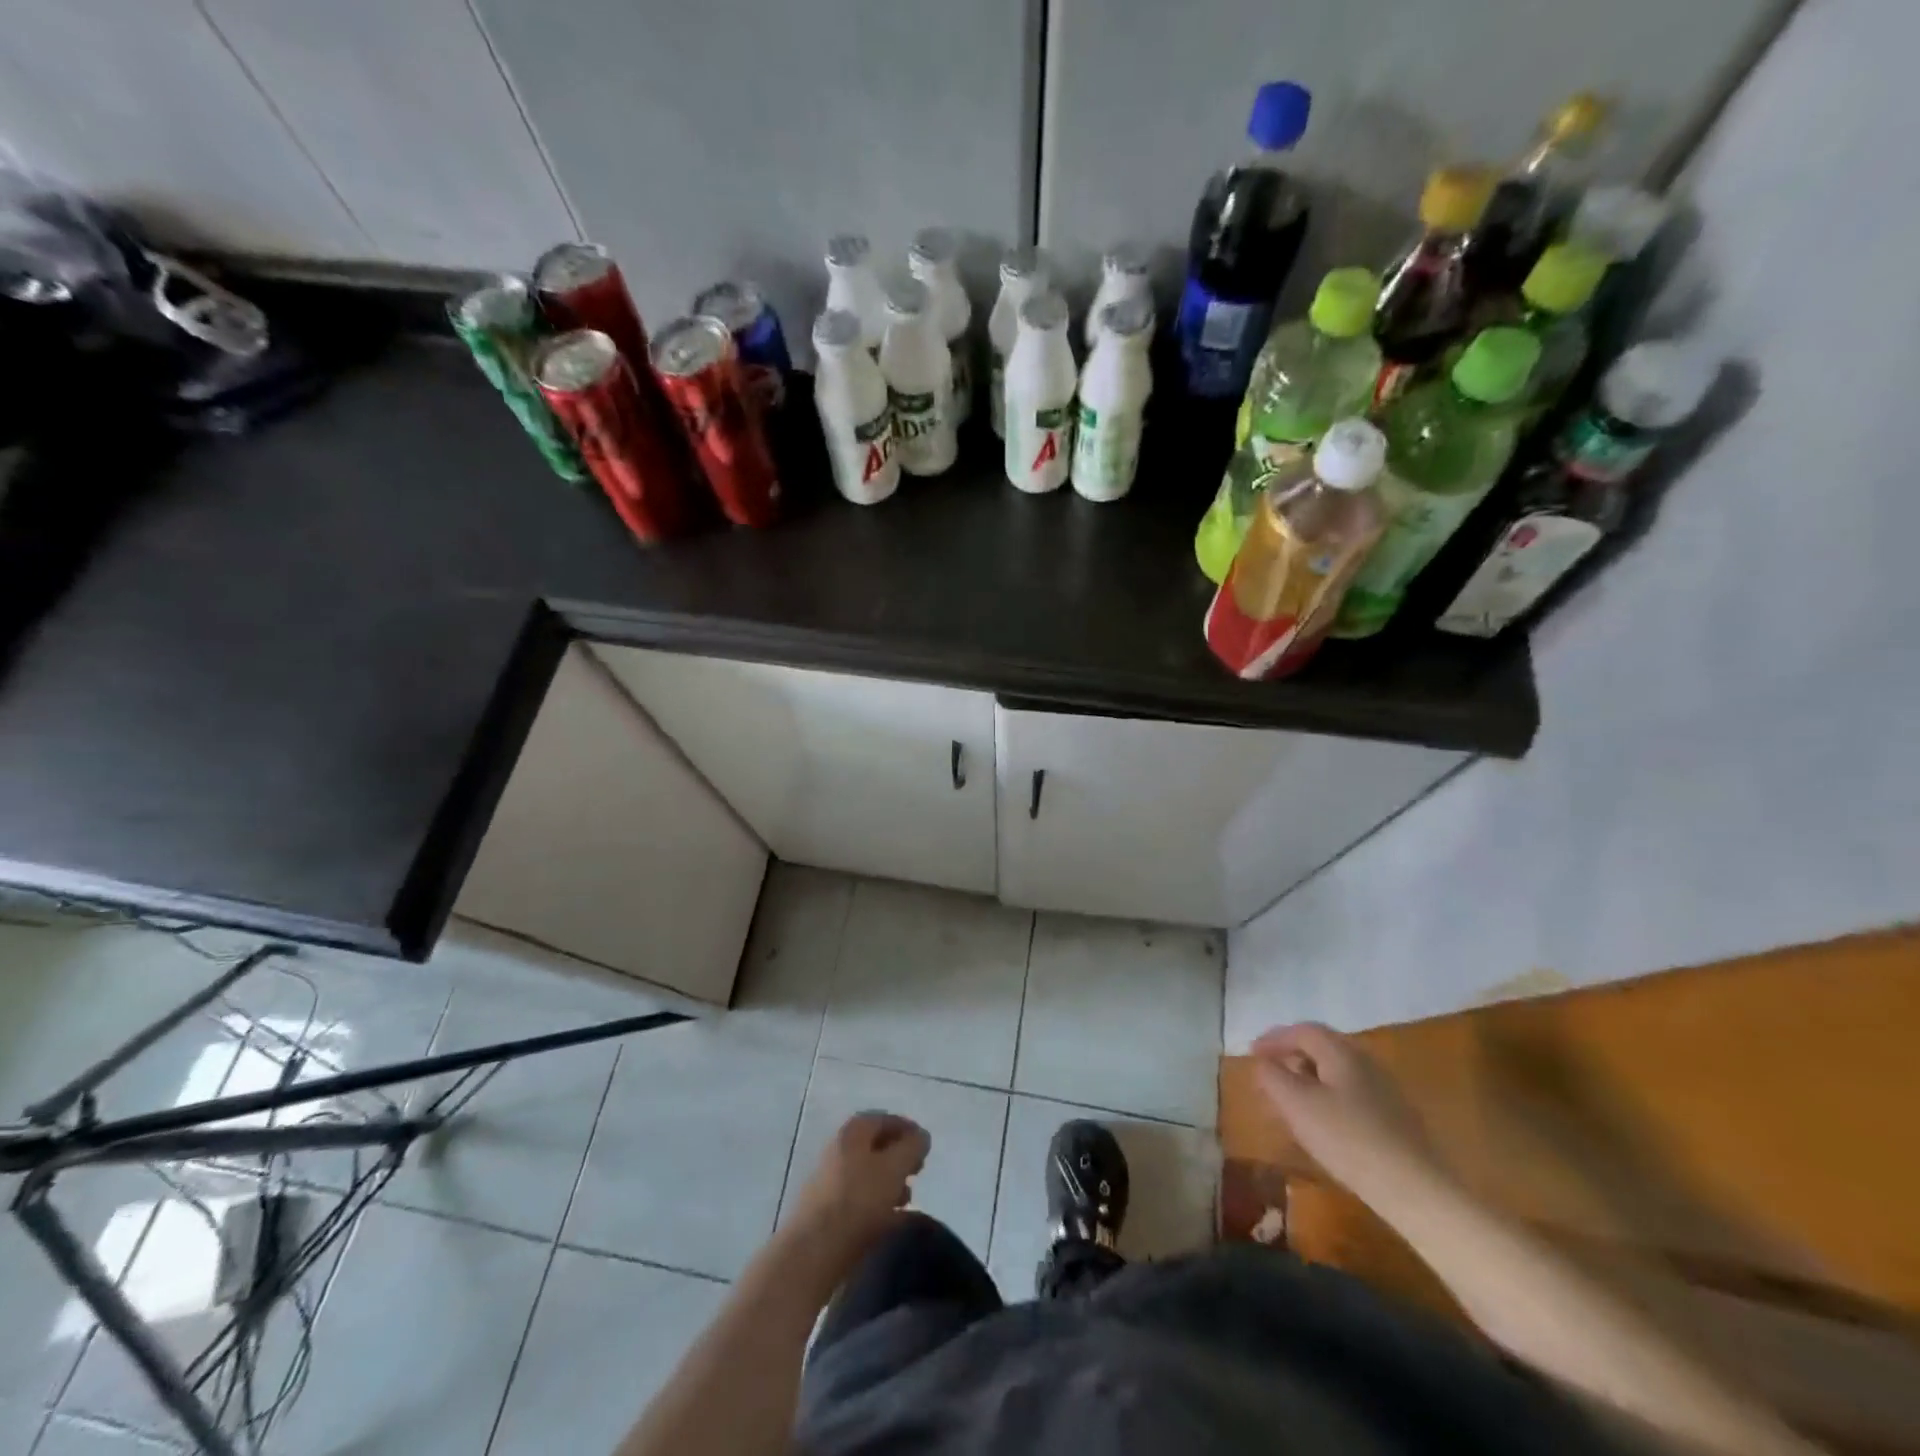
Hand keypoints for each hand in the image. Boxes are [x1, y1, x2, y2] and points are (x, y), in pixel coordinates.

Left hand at [784, 1112, 929, 1264]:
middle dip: (900, 1158)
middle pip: (876, 1146)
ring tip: (909, 1200)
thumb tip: (921, 1136)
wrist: (813, 1252)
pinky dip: (878, 1204)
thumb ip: (912, 1147)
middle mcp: (838, 1149)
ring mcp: (830, 1180)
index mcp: (853, 1132)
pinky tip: (893, 1221)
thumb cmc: (858, 1200)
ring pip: (868, 1174)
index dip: (908, 1129)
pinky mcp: (827, 1211)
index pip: (885, 1119)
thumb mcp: (894, 1167)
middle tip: (918, 1172)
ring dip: (890, 1182)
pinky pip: (859, 1199)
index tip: (926, 1147)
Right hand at [1251, 1023, 1439, 1196]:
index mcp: (1342, 1052)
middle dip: (1290, 1060)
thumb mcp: (1296, 1105)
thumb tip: (1262, 1062)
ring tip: (1289, 1105)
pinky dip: (1327, 1100)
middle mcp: (1366, 1062)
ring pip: (1336, 1075)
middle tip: (1268, 1078)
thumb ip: (1272, 1077)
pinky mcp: (1395, 1119)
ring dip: (1307, 1082)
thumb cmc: (1347, 1139)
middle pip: (1321, 1050)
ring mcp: (1385, 1091)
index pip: (1302, 1031)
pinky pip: (1351, 1096)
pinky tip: (1321, 1126)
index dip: (1274, 1039)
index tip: (1252, 1054)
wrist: (1415, 1190)